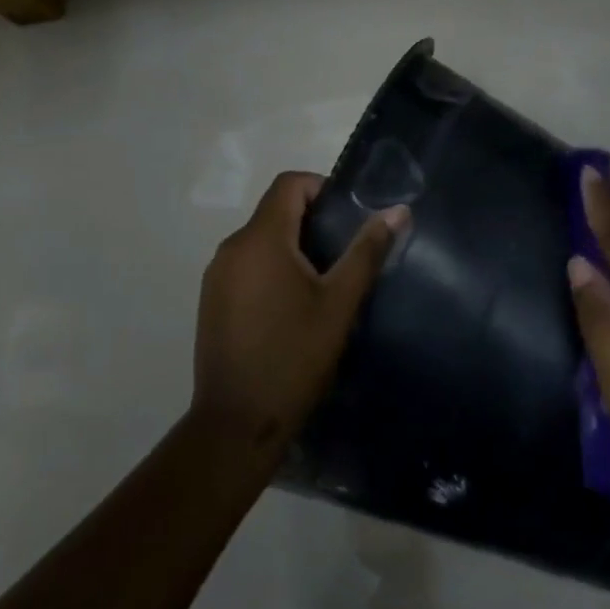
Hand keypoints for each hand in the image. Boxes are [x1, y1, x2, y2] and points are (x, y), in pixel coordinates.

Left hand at [193, 171, 407, 456]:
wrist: (236, 424)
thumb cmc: (293, 357)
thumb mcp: (339, 303)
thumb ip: (367, 251)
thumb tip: (398, 210)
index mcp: (261, 239)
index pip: (289, 183)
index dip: (321, 188)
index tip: (347, 217)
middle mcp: (232, 247)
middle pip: (274, 210)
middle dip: (311, 221)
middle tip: (344, 254)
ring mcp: (216, 275)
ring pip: (260, 240)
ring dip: (292, 247)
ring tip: (322, 284)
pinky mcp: (211, 300)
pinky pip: (246, 265)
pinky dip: (271, 269)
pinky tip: (291, 307)